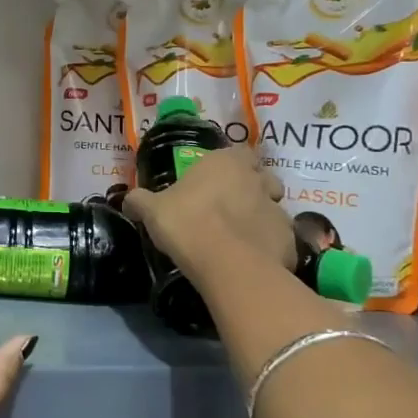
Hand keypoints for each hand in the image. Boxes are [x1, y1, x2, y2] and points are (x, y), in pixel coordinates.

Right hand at [122, 145, 297, 292]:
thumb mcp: (152, 210)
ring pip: (274, 209)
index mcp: (226, 163)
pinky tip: (250, 259)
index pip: (239, 153)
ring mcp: (278, 210)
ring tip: (241, 237)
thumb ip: (140, 201)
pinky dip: (268, 245)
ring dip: (261, 218)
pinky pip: (279, 239)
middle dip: (253, 188)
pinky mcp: (289, 240)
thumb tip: (128, 200)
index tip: (219, 180)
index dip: (232, 164)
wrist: (227, 264)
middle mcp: (257, 180)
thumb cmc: (187, 223)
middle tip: (231, 207)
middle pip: (263, 178)